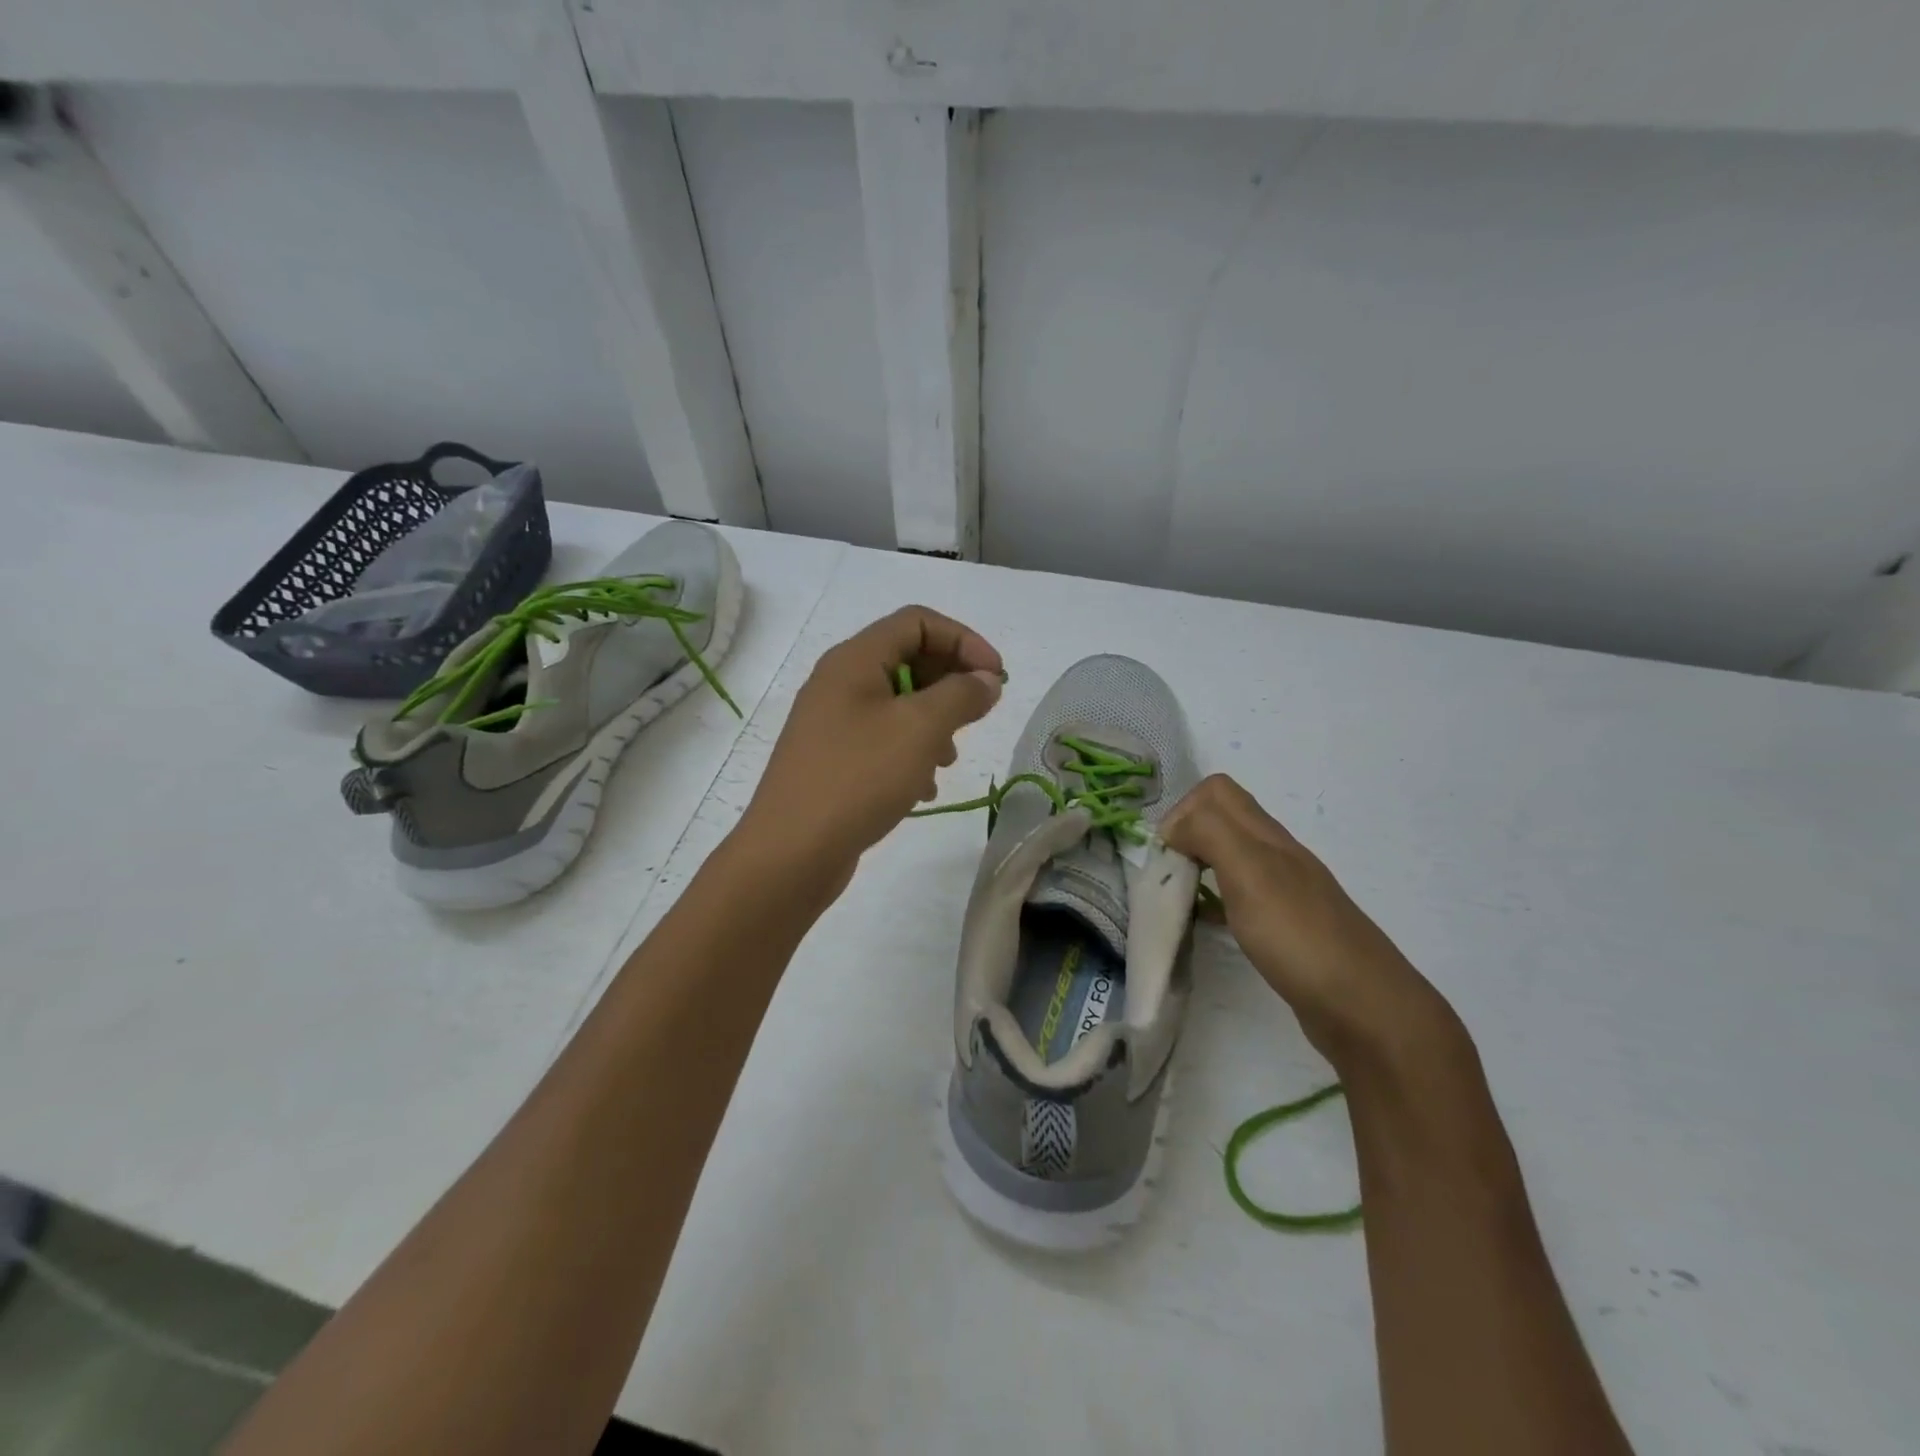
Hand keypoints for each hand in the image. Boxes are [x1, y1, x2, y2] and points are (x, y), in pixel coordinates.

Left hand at [737, 606, 1003, 894]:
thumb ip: (961, 695)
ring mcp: (832, 722)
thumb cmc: (858, 778)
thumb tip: (986, 680)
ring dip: (933, 723)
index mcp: (854, 659)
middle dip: (950, 683)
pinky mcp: (832, 759)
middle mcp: (839, 682)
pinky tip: (922, 788)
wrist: (791, 854)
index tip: (996, 677)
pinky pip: (882, 739)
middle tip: (976, 717)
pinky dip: (910, 753)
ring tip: (947, 760)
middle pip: (907, 659)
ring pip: (898, 704)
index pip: (917, 621)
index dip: (964, 640)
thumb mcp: (920, 729)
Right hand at [1163, 774, 1457, 1070]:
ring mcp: (1284, 892)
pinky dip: (1215, 901)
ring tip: (1179, 898)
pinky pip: (1241, 896)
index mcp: (1267, 836)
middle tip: (1167, 874)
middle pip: (1223, 820)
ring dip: (1199, 866)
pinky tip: (1208, 926)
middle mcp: (1277, 855)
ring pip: (1231, 858)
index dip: (1183, 810)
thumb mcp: (1249, 871)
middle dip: (1186, 836)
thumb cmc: (1299, 935)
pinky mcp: (1286, 927)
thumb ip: (1210, 833)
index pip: (1217, 791)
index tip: (1167, 852)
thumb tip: (1174, 826)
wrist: (1364, 1007)